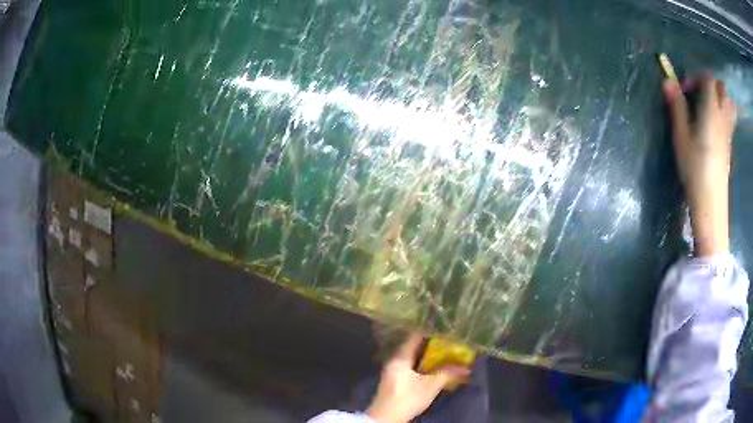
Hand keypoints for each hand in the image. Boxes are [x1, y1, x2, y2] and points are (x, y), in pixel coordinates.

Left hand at [366, 333, 469, 422]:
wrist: (387, 418)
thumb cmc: (407, 398)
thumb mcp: (430, 386)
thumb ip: (447, 373)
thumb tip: (467, 367)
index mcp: (399, 357)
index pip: (415, 336)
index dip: (430, 330)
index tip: (445, 326)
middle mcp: (395, 360)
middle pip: (415, 346)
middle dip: (433, 344)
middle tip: (450, 340)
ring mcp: (394, 370)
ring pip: (414, 357)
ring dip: (429, 356)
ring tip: (447, 352)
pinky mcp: (396, 380)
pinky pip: (412, 366)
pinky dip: (424, 364)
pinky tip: (435, 367)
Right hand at [663, 74, 736, 256]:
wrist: (711, 203)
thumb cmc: (695, 169)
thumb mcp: (680, 137)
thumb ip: (676, 107)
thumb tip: (668, 81)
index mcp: (711, 110)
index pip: (708, 78)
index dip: (695, 77)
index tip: (685, 89)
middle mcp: (723, 117)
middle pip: (722, 88)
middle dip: (711, 83)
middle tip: (699, 92)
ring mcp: (728, 132)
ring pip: (729, 103)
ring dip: (721, 97)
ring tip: (710, 104)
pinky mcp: (729, 145)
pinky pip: (730, 118)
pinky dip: (724, 112)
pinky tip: (715, 122)